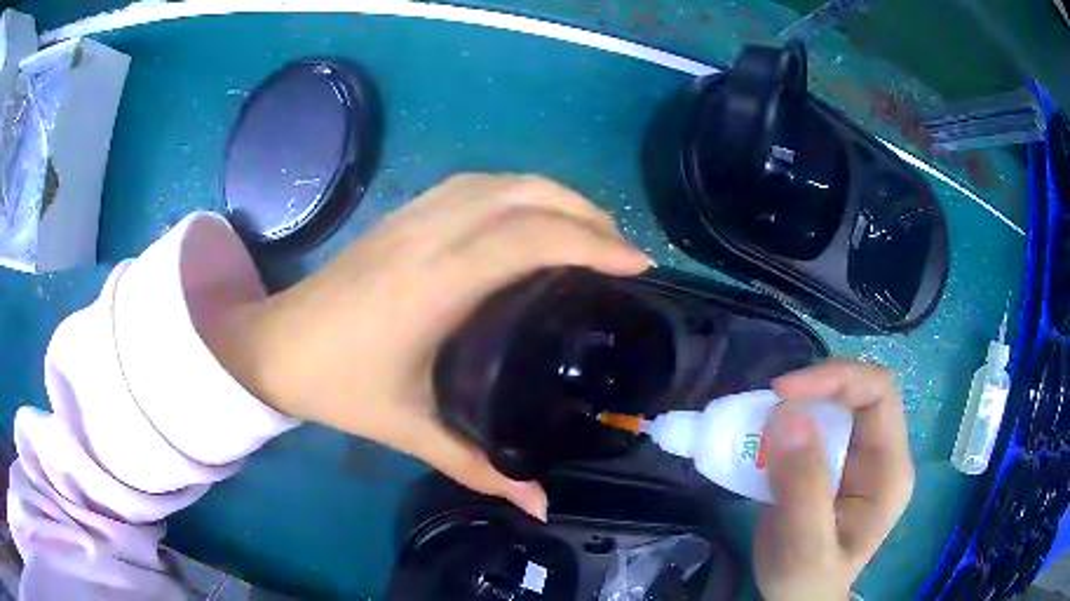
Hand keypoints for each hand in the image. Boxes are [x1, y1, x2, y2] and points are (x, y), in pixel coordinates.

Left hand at [211, 174, 649, 519]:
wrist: (272, 345)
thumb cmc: (337, 386)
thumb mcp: (409, 431)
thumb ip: (479, 468)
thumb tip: (540, 505)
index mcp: (435, 284)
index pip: (529, 238)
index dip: (591, 242)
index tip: (638, 264)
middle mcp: (430, 235)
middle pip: (526, 196)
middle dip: (586, 214)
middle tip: (622, 251)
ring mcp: (414, 216)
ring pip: (501, 181)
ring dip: (554, 195)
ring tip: (588, 229)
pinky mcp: (402, 213)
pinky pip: (475, 184)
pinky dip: (517, 190)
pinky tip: (529, 214)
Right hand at [754, 361, 914, 600]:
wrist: (796, 599)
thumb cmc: (808, 582)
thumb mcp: (806, 546)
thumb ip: (803, 487)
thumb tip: (786, 415)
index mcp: (889, 469)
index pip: (879, 394)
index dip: (838, 378)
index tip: (785, 391)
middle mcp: (878, 453)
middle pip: (857, 391)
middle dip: (814, 387)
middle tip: (769, 401)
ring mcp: (853, 456)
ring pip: (832, 404)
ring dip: (795, 403)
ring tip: (759, 420)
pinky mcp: (827, 462)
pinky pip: (810, 425)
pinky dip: (783, 423)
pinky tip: (760, 438)